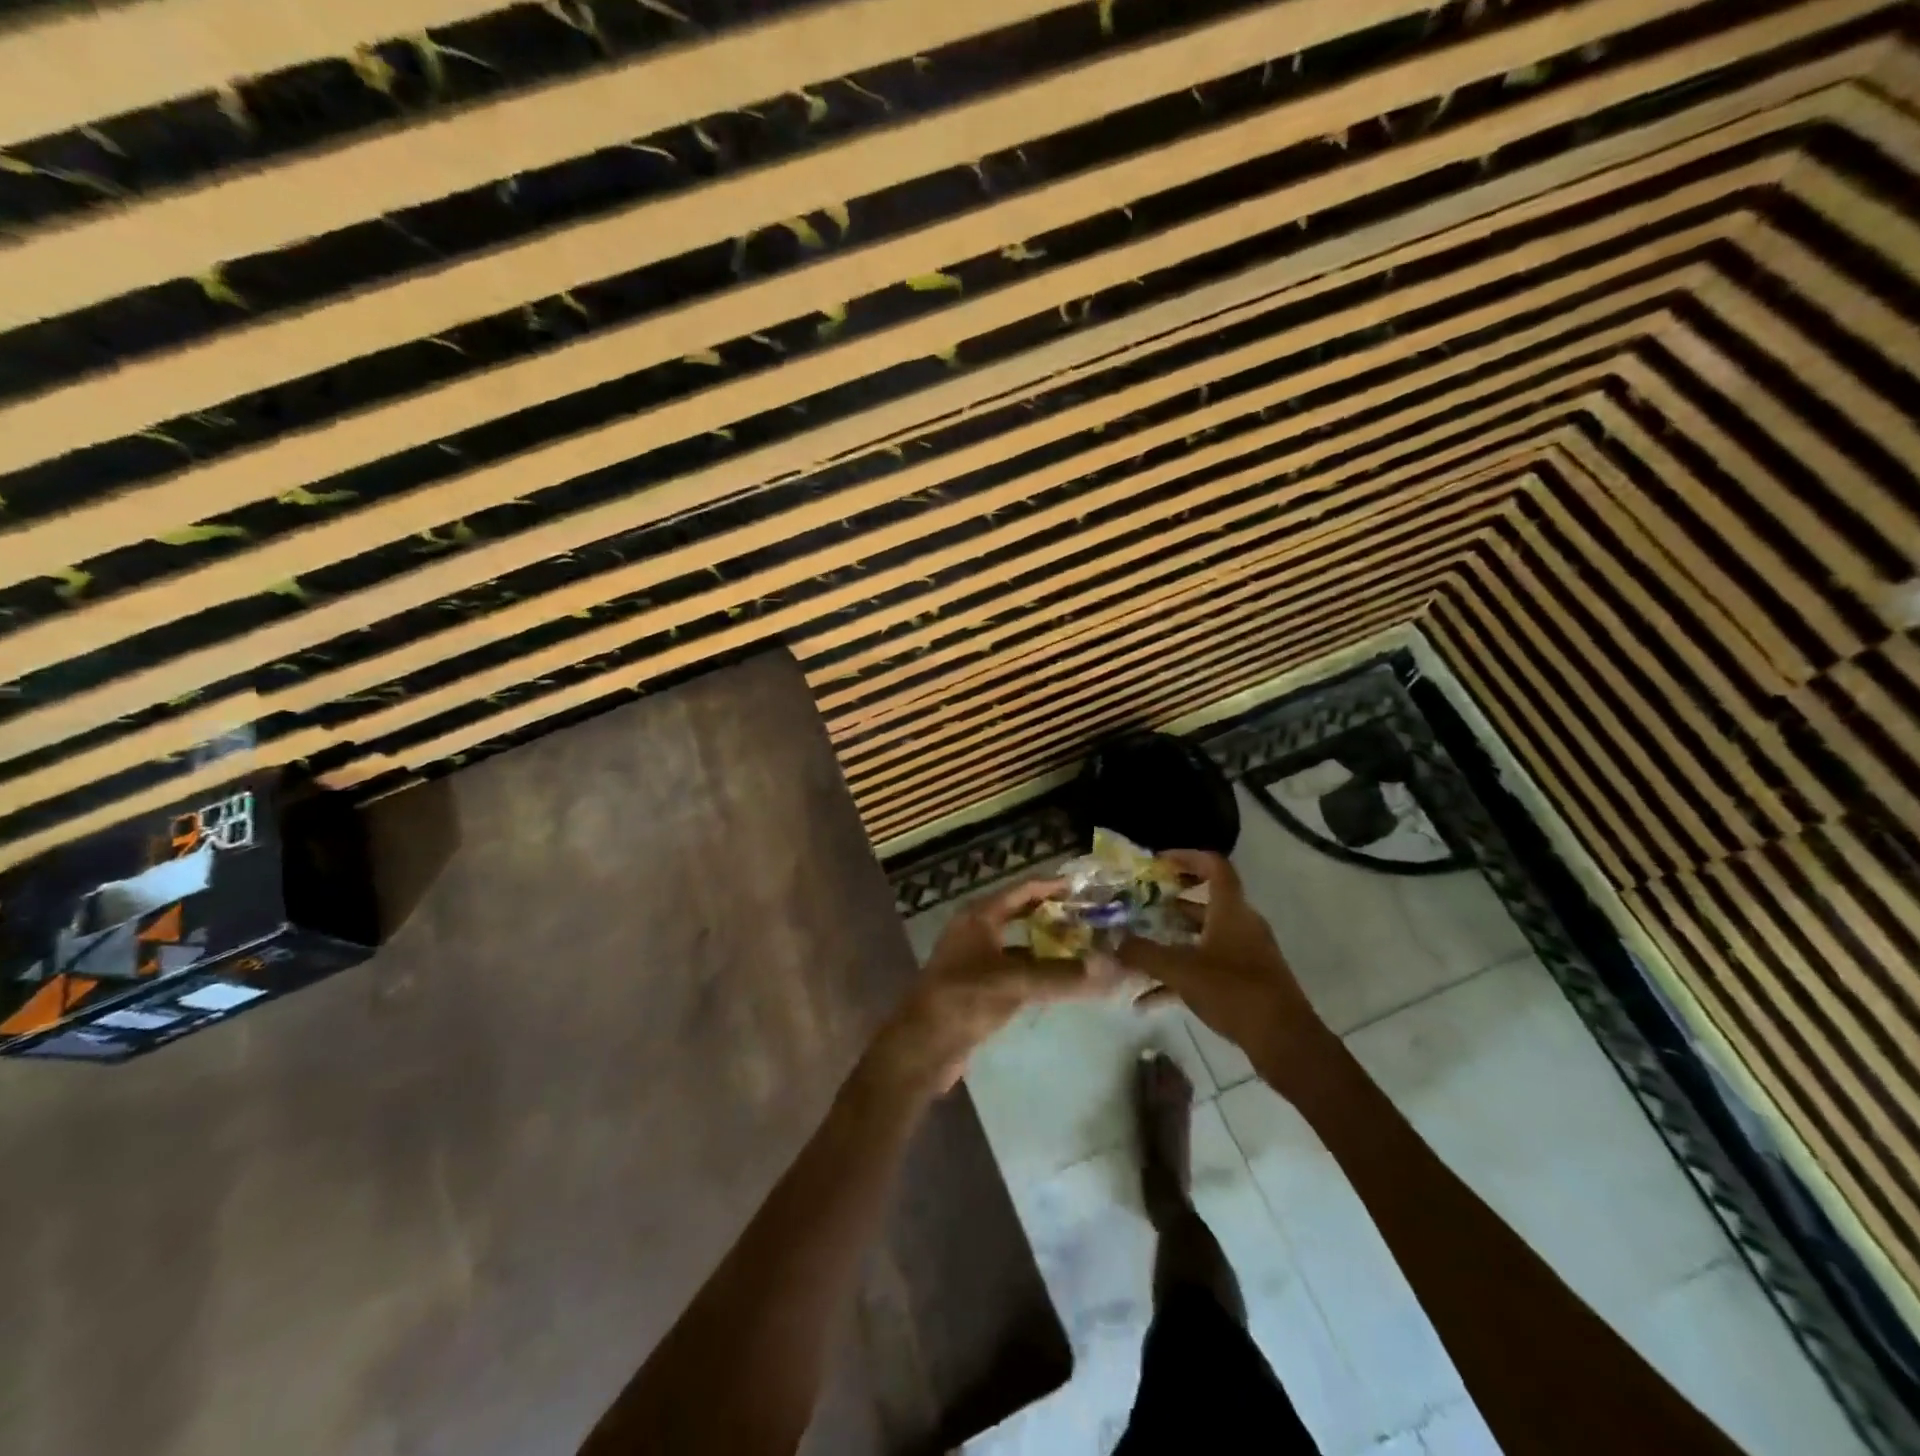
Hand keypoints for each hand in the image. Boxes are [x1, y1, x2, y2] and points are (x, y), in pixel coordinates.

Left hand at [871, 879, 1119, 1096]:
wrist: (922, 1046)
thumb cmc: (963, 1000)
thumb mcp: (1014, 983)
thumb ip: (1063, 975)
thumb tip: (1114, 968)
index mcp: (979, 916)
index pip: (1022, 890)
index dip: (1052, 886)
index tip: (1086, 887)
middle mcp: (976, 931)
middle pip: (1021, 913)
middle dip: (1054, 914)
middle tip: (1091, 917)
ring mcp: (976, 959)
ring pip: (1020, 943)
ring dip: (1048, 944)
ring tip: (1085, 947)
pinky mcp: (980, 987)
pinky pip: (1016, 969)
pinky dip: (1038, 970)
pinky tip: (1061, 981)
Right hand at [1117, 850, 1336, 1098]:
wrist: (1284, 1041)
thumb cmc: (1234, 991)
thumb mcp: (1181, 970)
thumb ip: (1143, 954)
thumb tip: (1111, 942)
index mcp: (1231, 910)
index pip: (1214, 866)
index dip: (1186, 857)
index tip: (1157, 862)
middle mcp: (1240, 925)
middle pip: (1204, 902)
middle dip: (1168, 904)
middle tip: (1137, 906)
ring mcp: (1244, 954)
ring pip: (1201, 938)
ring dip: (1170, 941)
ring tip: (1136, 950)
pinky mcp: (1244, 982)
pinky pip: (1205, 968)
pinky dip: (1178, 977)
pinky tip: (1146, 1001)